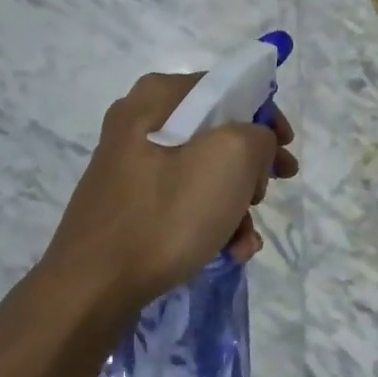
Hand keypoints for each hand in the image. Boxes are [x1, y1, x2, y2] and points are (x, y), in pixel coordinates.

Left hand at [38, 72, 296, 312]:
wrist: (92, 287)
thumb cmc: (166, 213)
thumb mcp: (231, 158)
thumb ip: (258, 135)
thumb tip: (254, 145)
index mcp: (158, 97)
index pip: (229, 88)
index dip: (266, 117)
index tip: (285, 152)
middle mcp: (139, 122)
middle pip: (218, 133)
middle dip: (251, 169)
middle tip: (265, 195)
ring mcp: (131, 165)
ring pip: (204, 171)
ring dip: (235, 205)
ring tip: (244, 240)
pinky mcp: (129, 203)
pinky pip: (182, 200)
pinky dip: (210, 222)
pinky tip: (227, 251)